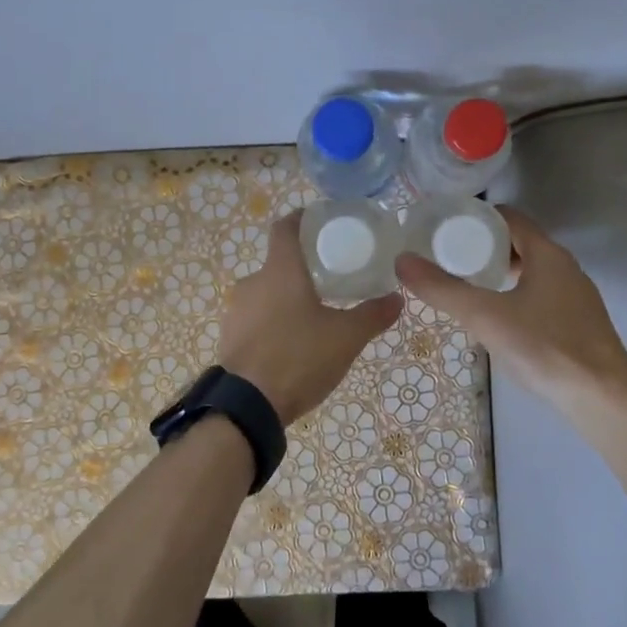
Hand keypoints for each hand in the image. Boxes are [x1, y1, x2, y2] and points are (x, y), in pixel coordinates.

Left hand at [217, 210, 402, 423]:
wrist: (246, 406)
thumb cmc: (298, 358)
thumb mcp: (346, 338)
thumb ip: (372, 315)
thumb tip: (397, 298)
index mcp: (280, 271)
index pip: (285, 228)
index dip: (302, 219)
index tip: (319, 220)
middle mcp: (253, 283)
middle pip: (278, 263)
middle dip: (302, 268)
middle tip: (330, 279)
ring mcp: (236, 311)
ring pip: (266, 293)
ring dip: (287, 298)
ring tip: (314, 315)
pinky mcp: (229, 337)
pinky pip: (256, 319)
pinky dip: (273, 322)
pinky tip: (292, 343)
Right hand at [395, 204, 626, 407]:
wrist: (603, 397)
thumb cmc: (544, 347)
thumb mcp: (485, 316)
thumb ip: (442, 289)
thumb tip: (402, 261)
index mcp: (547, 254)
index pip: (509, 218)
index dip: (477, 218)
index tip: (446, 227)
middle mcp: (566, 268)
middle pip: (520, 243)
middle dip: (484, 247)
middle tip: (449, 258)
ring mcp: (576, 297)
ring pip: (532, 272)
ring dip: (501, 273)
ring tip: (468, 286)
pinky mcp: (579, 323)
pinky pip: (541, 295)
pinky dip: (516, 295)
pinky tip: (500, 319)